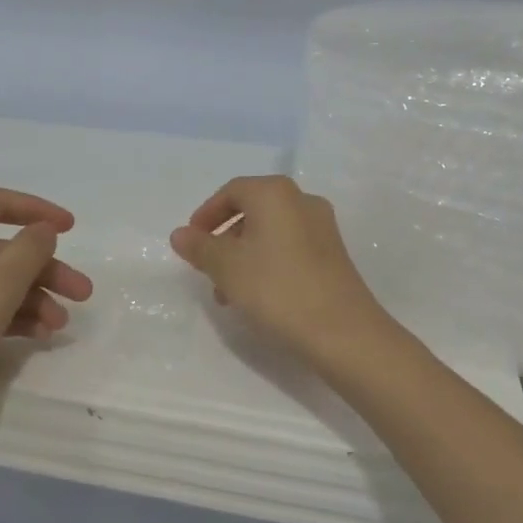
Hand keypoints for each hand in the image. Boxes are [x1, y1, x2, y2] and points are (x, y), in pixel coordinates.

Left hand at [0, 187, 93, 420]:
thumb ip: (28, 251)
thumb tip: (42, 231)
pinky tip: (38, 336)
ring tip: (61, 326)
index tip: (72, 229)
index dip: (37, 210)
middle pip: (0, 248)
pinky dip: (11, 317)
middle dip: (44, 268)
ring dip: (33, 297)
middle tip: (83, 293)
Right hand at [170, 175, 395, 365]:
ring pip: (270, 233)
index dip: (206, 214)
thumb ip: (200, 247)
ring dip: (243, 256)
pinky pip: (289, 248)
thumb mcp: (227, 267)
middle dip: (224, 239)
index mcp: (275, 193)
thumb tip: (180, 234)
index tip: (191, 242)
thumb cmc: (276, 289)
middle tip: (207, 269)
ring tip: (228, 294)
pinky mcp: (333, 254)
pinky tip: (257, 297)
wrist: (342, 332)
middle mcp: (302, 200)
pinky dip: (267, 263)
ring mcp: (322, 227)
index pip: (231, 191)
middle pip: (252, 211)